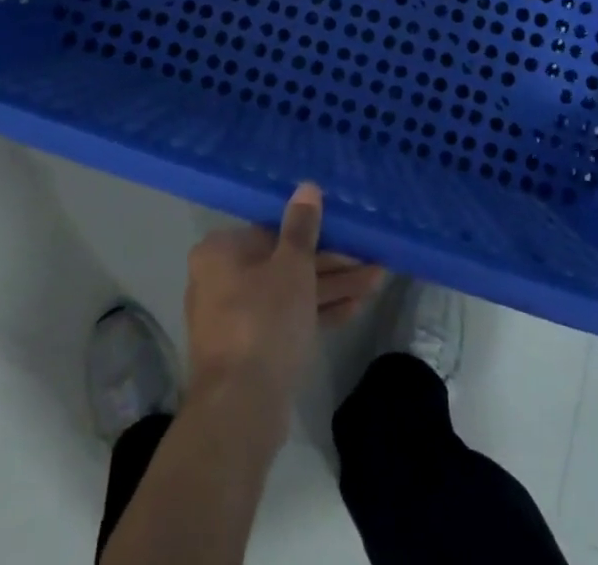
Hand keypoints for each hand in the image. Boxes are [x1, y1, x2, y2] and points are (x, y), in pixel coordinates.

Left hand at [182, 184, 381, 440]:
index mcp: (221, 252)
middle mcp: (221, 280)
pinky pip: (287, 320)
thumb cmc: (264, 320)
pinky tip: (356, 308)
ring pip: (290, 293)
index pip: (272, 230)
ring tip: (376, 280)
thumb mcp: (292, 266)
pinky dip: (317, 313)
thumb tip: (307, 187)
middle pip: (283, 262)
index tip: (345, 232)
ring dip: (331, 287)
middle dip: (330, 262)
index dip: (313, 232)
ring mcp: (236, 318)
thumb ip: (302, 226)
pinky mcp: (251, 351)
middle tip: (368, 259)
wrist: (241, 410)